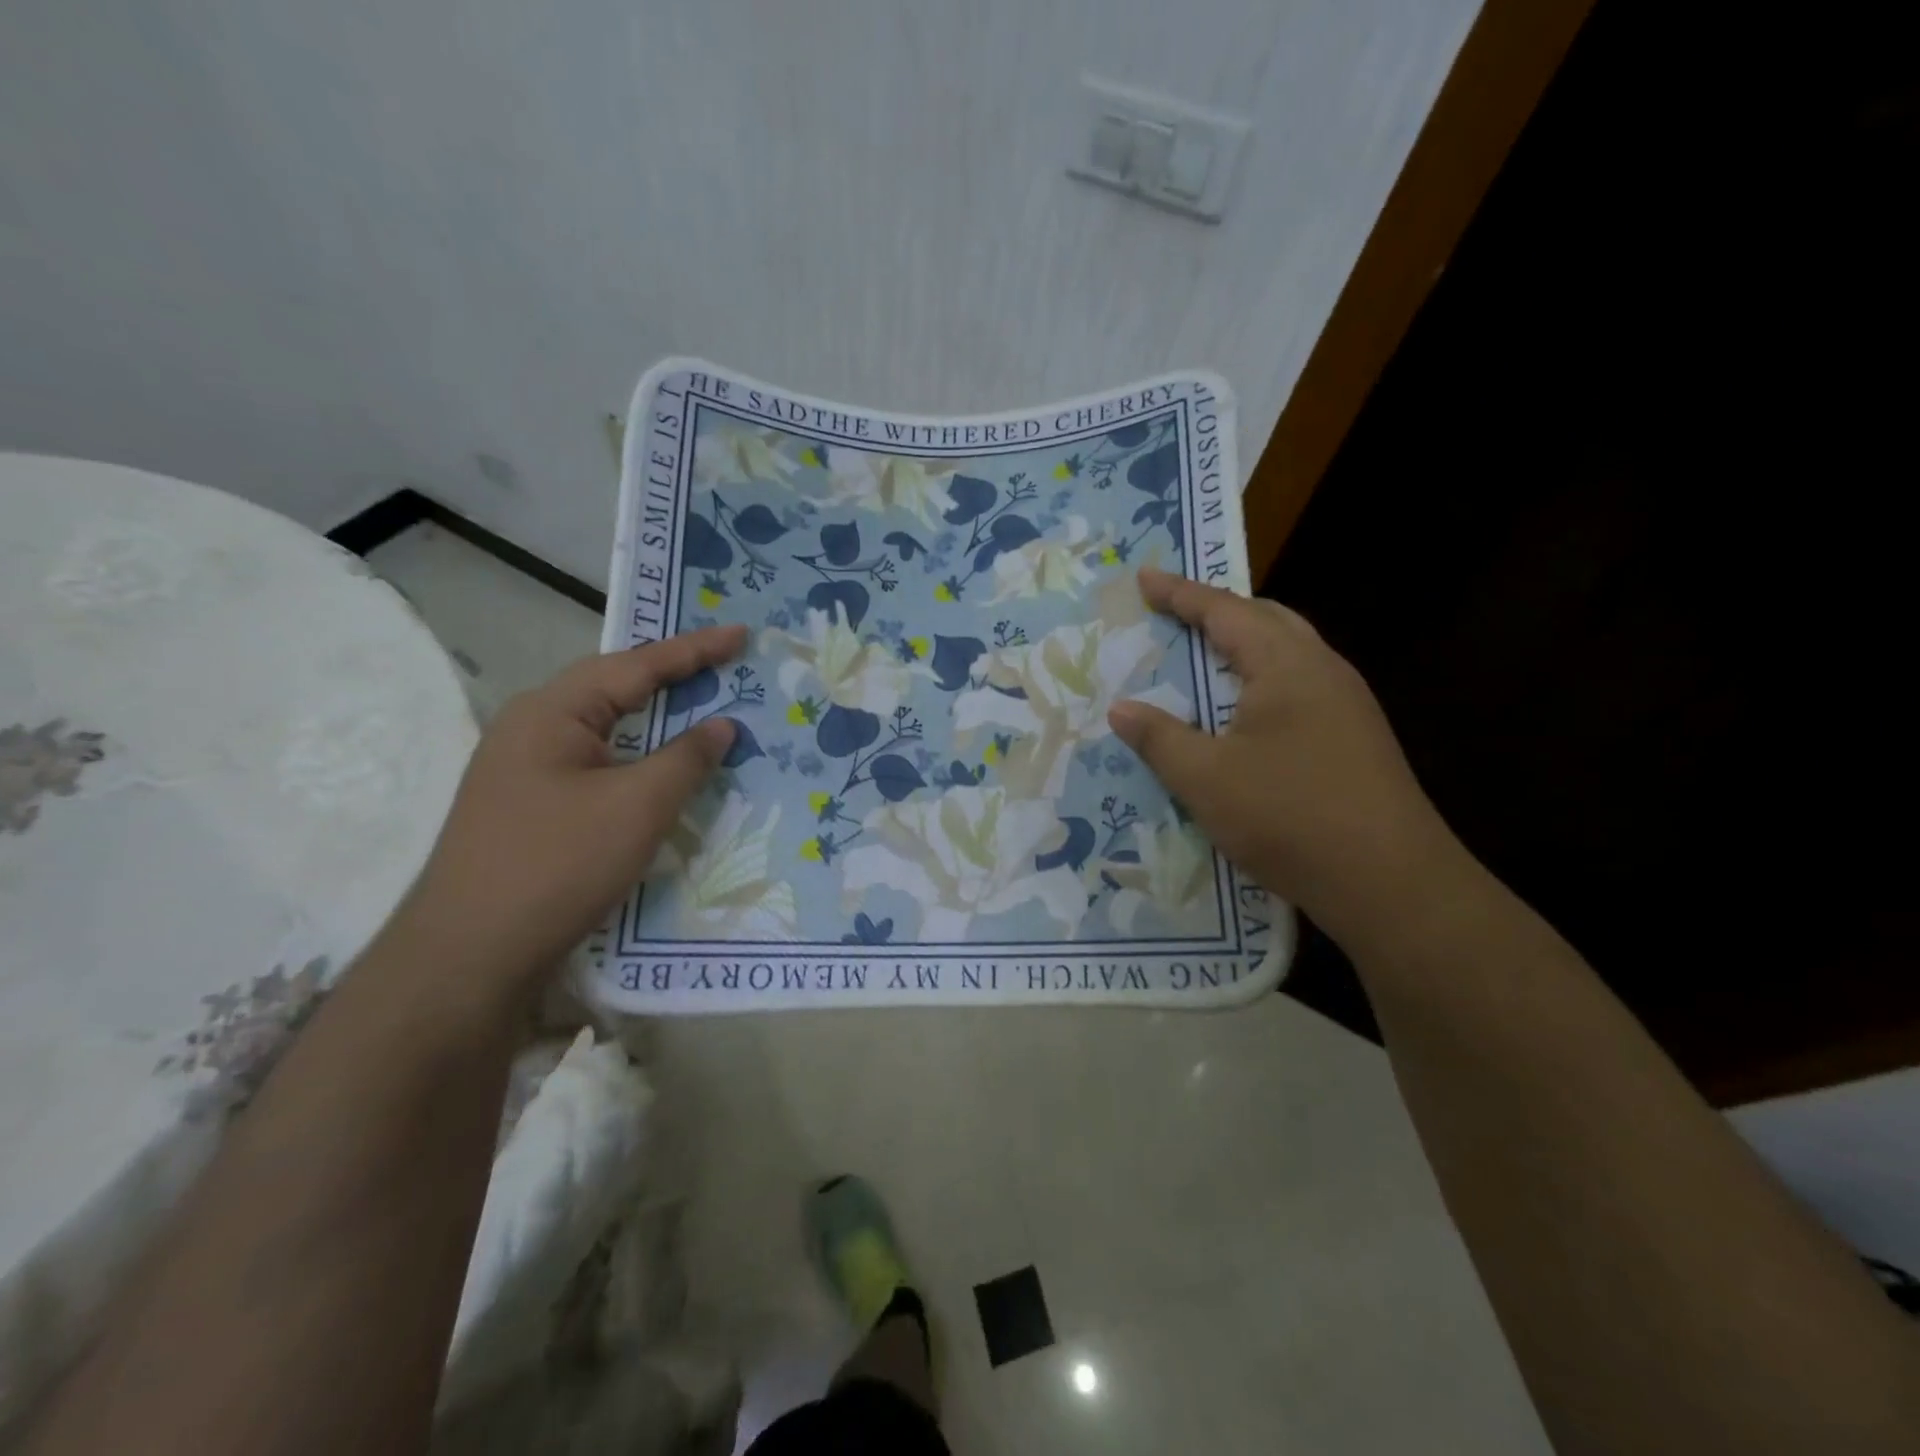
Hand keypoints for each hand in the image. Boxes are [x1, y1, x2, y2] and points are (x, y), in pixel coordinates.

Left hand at [396, 625, 748, 988]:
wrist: (468, 958)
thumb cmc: (556, 865)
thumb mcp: (637, 806)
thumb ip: (686, 758)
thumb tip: (722, 725)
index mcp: (551, 712)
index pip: (636, 666)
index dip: (695, 649)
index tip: (741, 633)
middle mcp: (533, 729)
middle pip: (615, 689)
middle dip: (673, 676)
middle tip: (726, 665)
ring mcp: (527, 771)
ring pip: (607, 731)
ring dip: (657, 720)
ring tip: (704, 707)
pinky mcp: (532, 808)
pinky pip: (599, 765)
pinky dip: (640, 759)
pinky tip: (663, 771)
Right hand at [1108, 568, 1458, 942]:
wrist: (1390, 882)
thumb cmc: (1289, 816)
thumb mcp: (1206, 779)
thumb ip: (1160, 738)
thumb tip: (1121, 708)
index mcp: (1286, 665)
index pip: (1225, 611)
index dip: (1180, 593)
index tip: (1144, 577)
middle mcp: (1323, 670)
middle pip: (1267, 619)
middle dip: (1218, 610)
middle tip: (1175, 614)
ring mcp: (1347, 705)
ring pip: (1288, 652)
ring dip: (1244, 645)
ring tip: (1204, 658)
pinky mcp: (1355, 738)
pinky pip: (1299, 686)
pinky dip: (1260, 680)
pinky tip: (1243, 714)